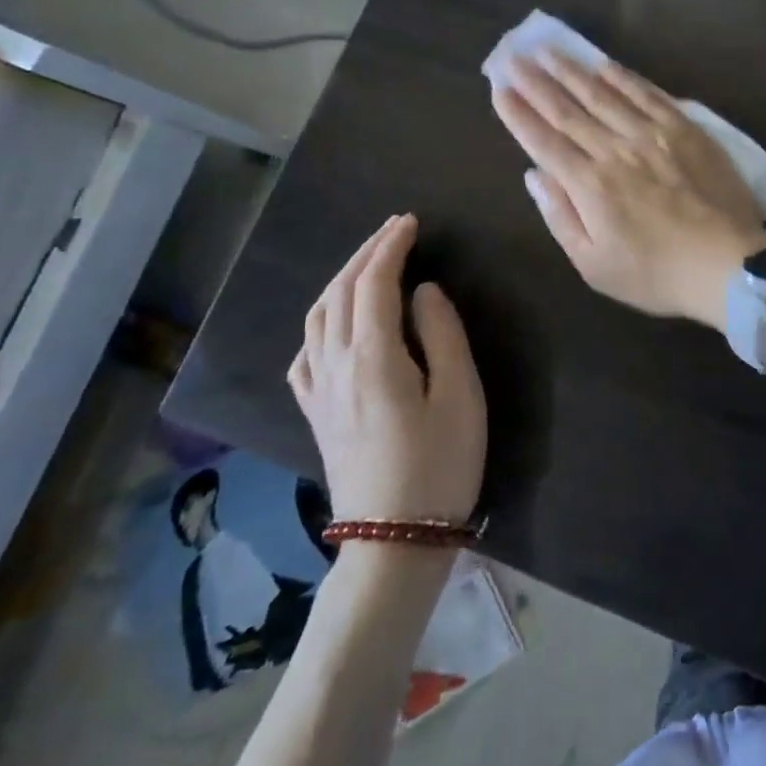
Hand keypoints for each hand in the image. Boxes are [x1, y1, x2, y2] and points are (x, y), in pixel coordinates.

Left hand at [287, 215, 485, 524]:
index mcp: (373, 356)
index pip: (374, 283)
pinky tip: (331, 326)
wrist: (394, 543)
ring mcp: (320, 392)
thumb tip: (423, 291)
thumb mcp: (460, 396)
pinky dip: (319, 323)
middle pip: (339, 292)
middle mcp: (336, 365)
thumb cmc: (439, 466)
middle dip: (365, 253)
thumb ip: (442, 335)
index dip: (391, 246)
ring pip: (316, 318)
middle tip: (394, 229)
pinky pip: (305, 354)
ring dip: (340, 280)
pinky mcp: (316, 414)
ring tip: (367, 263)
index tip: (411, 222)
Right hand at [491, 52, 765, 328]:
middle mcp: (615, 150)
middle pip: (568, 110)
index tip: (499, 89)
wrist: (728, 264)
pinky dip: (623, 77)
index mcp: (589, 185)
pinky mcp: (684, 129)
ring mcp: (652, 135)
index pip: (543, 141)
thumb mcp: (594, 265)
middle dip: (536, 83)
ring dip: (572, 71)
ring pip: (603, 94)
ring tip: (548, 50)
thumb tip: (534, 175)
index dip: (518, 114)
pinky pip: (648, 94)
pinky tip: (605, 64)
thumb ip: (561, 216)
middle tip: (513, 57)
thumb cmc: (656, 274)